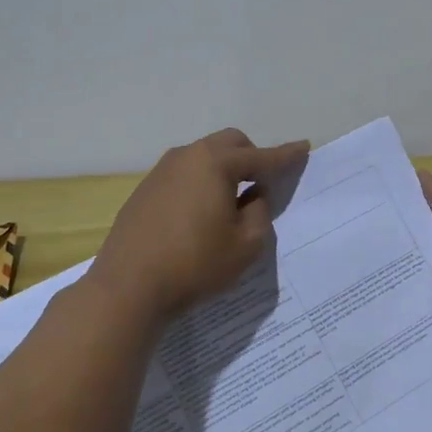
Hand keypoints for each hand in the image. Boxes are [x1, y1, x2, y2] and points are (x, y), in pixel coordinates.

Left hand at [89, 128, 309, 324]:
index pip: (261, 157)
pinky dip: (200, 183)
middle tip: (263, 183)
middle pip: (229, 143)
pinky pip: (183, 174)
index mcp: (216, 163)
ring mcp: (161, 171)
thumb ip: (259, 213)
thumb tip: (252, 196)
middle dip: (251, 156)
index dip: (286, 155)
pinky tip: (200, 214)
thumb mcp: (246, 245)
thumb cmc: (195, 264)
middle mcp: (187, 156)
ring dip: (223, 169)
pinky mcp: (144, 190)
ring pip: (203, 156)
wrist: (128, 287)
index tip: (304, 147)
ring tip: (231, 202)